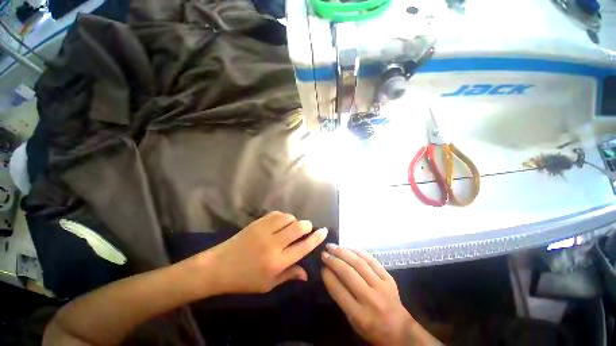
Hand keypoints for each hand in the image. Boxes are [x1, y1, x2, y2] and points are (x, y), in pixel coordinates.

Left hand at [204, 211, 327, 293]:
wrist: (219, 266)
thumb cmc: (244, 280)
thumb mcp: (268, 284)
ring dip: (294, 221)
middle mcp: (273, 244)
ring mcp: (264, 230)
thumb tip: (306, 273)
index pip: (303, 247)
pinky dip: (284, 217)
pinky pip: (277, 214)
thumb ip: (289, 275)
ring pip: (289, 218)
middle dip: (307, 225)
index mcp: (277, 262)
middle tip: (307, 229)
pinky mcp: (257, 222)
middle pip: (299, 227)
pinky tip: (281, 223)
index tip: (324, 231)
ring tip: (291, 228)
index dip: (316, 238)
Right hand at [321, 244, 440, 345]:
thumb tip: (328, 272)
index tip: (321, 267)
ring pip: (359, 263)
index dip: (328, 276)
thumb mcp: (352, 320)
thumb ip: (340, 297)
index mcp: (359, 315)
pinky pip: (371, 260)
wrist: (399, 329)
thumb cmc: (371, 327)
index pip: (339, 290)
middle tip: (324, 253)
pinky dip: (358, 251)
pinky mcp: (388, 277)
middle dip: (333, 260)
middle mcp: (370, 299)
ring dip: (343, 252)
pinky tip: (349, 247)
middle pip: (348, 273)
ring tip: (333, 247)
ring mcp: (381, 286)